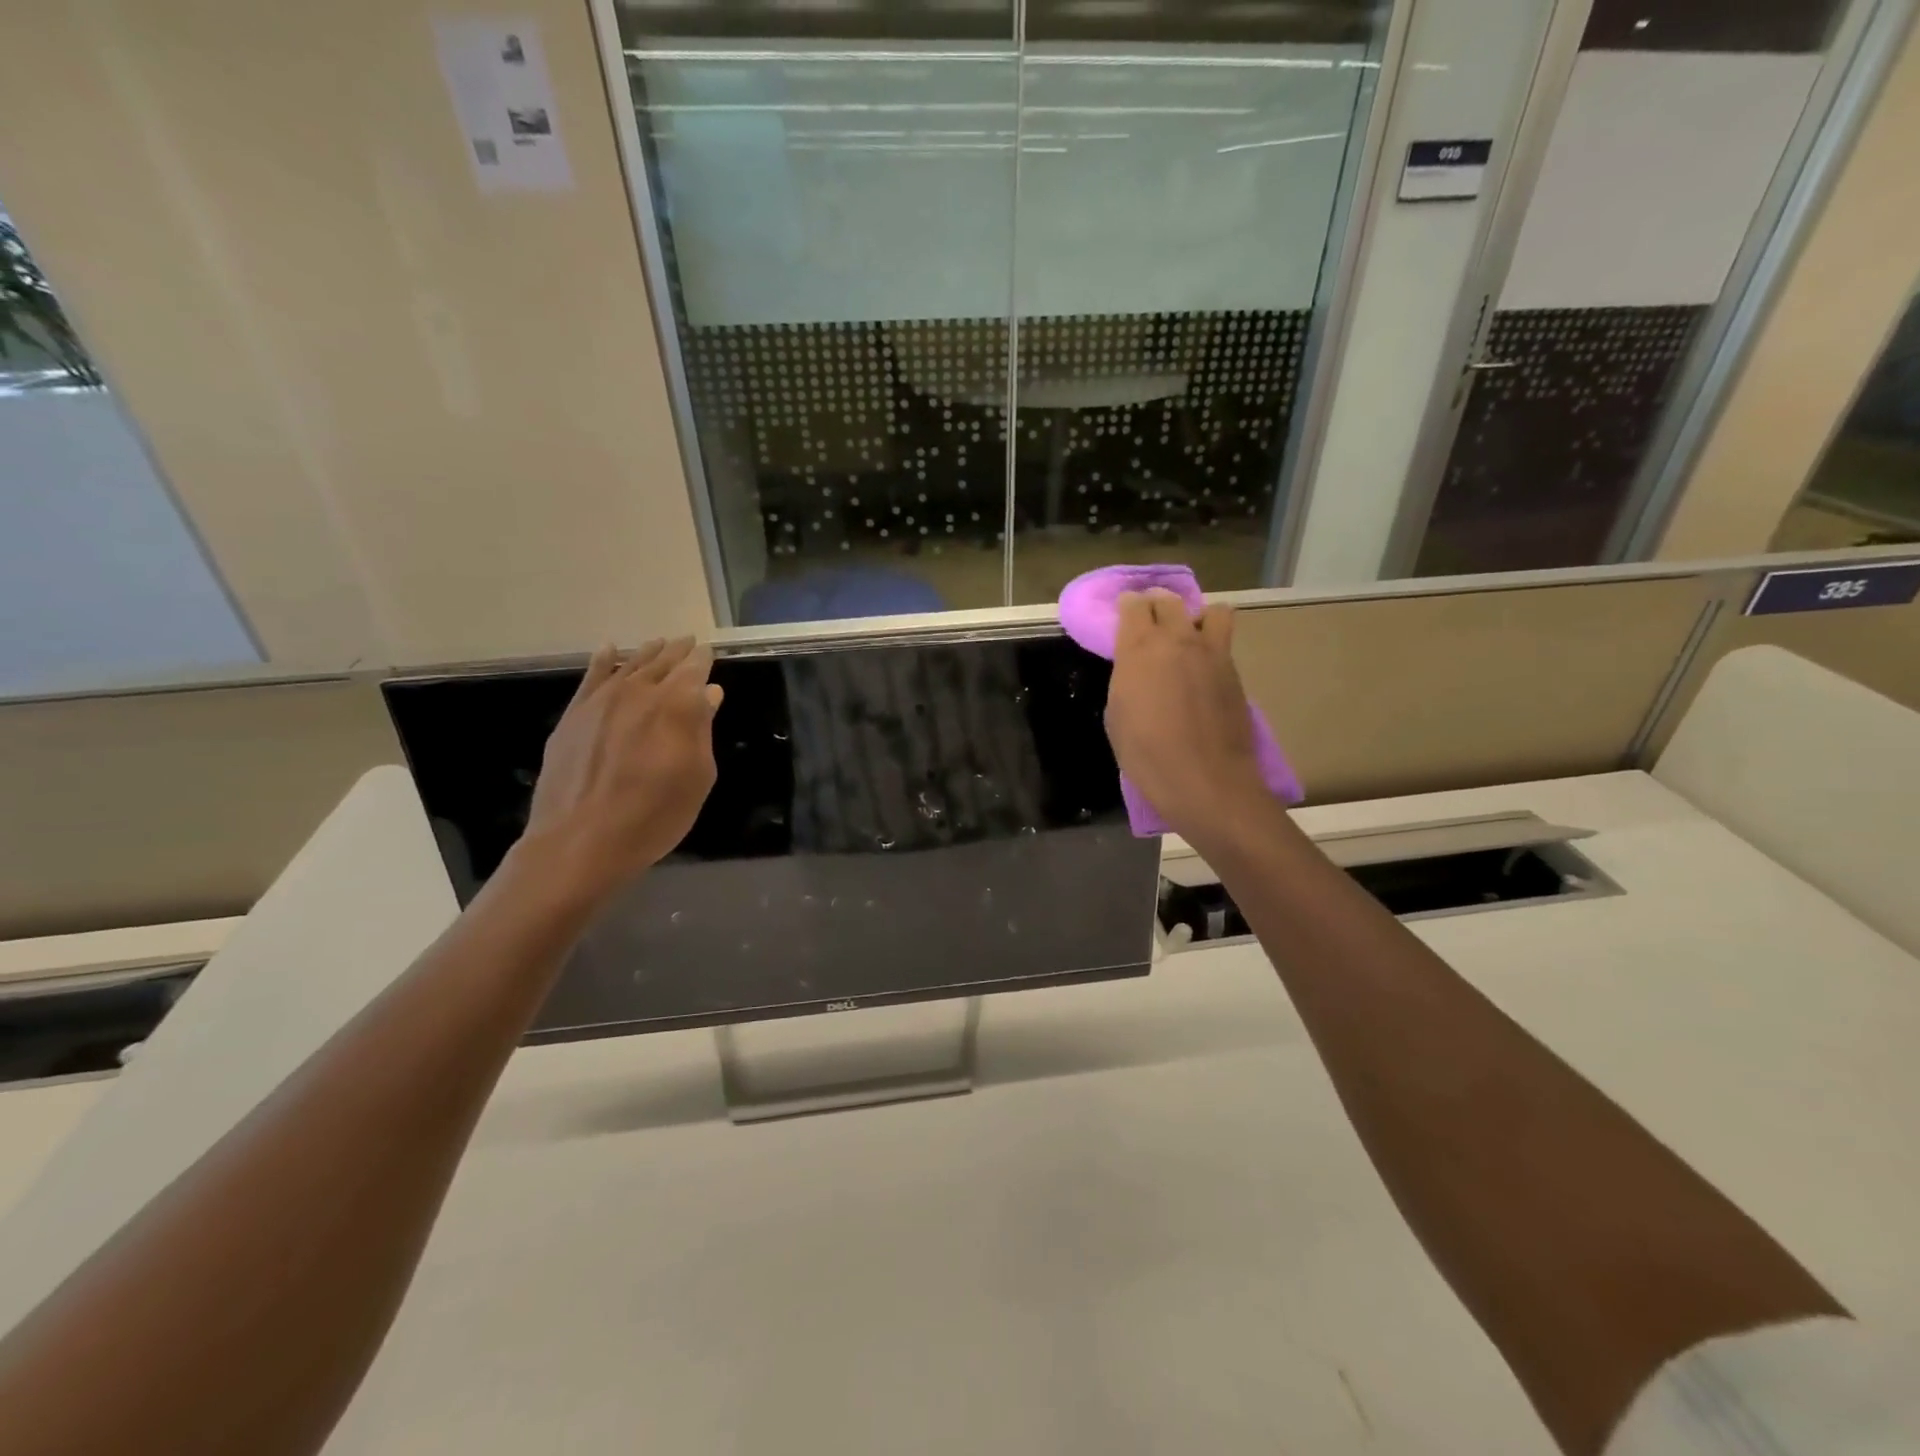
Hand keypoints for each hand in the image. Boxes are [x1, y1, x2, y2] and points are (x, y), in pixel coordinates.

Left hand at [523, 638, 723, 894]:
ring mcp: (602, 700)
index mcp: (677, 705)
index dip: (703, 659)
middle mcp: (640, 691)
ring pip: (629, 664)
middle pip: (662, 662)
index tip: (709, 651)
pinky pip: (591, 676)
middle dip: (678, 651)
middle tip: (688, 642)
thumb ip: (702, 730)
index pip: (694, 669)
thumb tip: (708, 694)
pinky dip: (603, 660)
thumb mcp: (697, 777)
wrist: (581, 840)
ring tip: (658, 644)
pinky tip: (609, 649)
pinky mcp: (574, 714)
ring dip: (647, 652)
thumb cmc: (654, 815)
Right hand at [1104, 590, 1264, 840]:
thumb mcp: (1117, 715)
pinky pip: (1223, 641)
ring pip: (1210, 610)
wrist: (1205, 780)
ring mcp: (1212, 652)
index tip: (1124, 614)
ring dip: (1196, 616)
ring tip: (1188, 636)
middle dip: (1157, 603)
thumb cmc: (1147, 755)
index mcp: (1139, 649)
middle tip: (1151, 619)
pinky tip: (1202, 667)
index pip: (1133, 605)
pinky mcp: (1234, 670)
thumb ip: (1126, 679)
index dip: (1127, 606)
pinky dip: (1212, 644)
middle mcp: (1177, 639)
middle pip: (1169, 600)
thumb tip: (1136, 668)